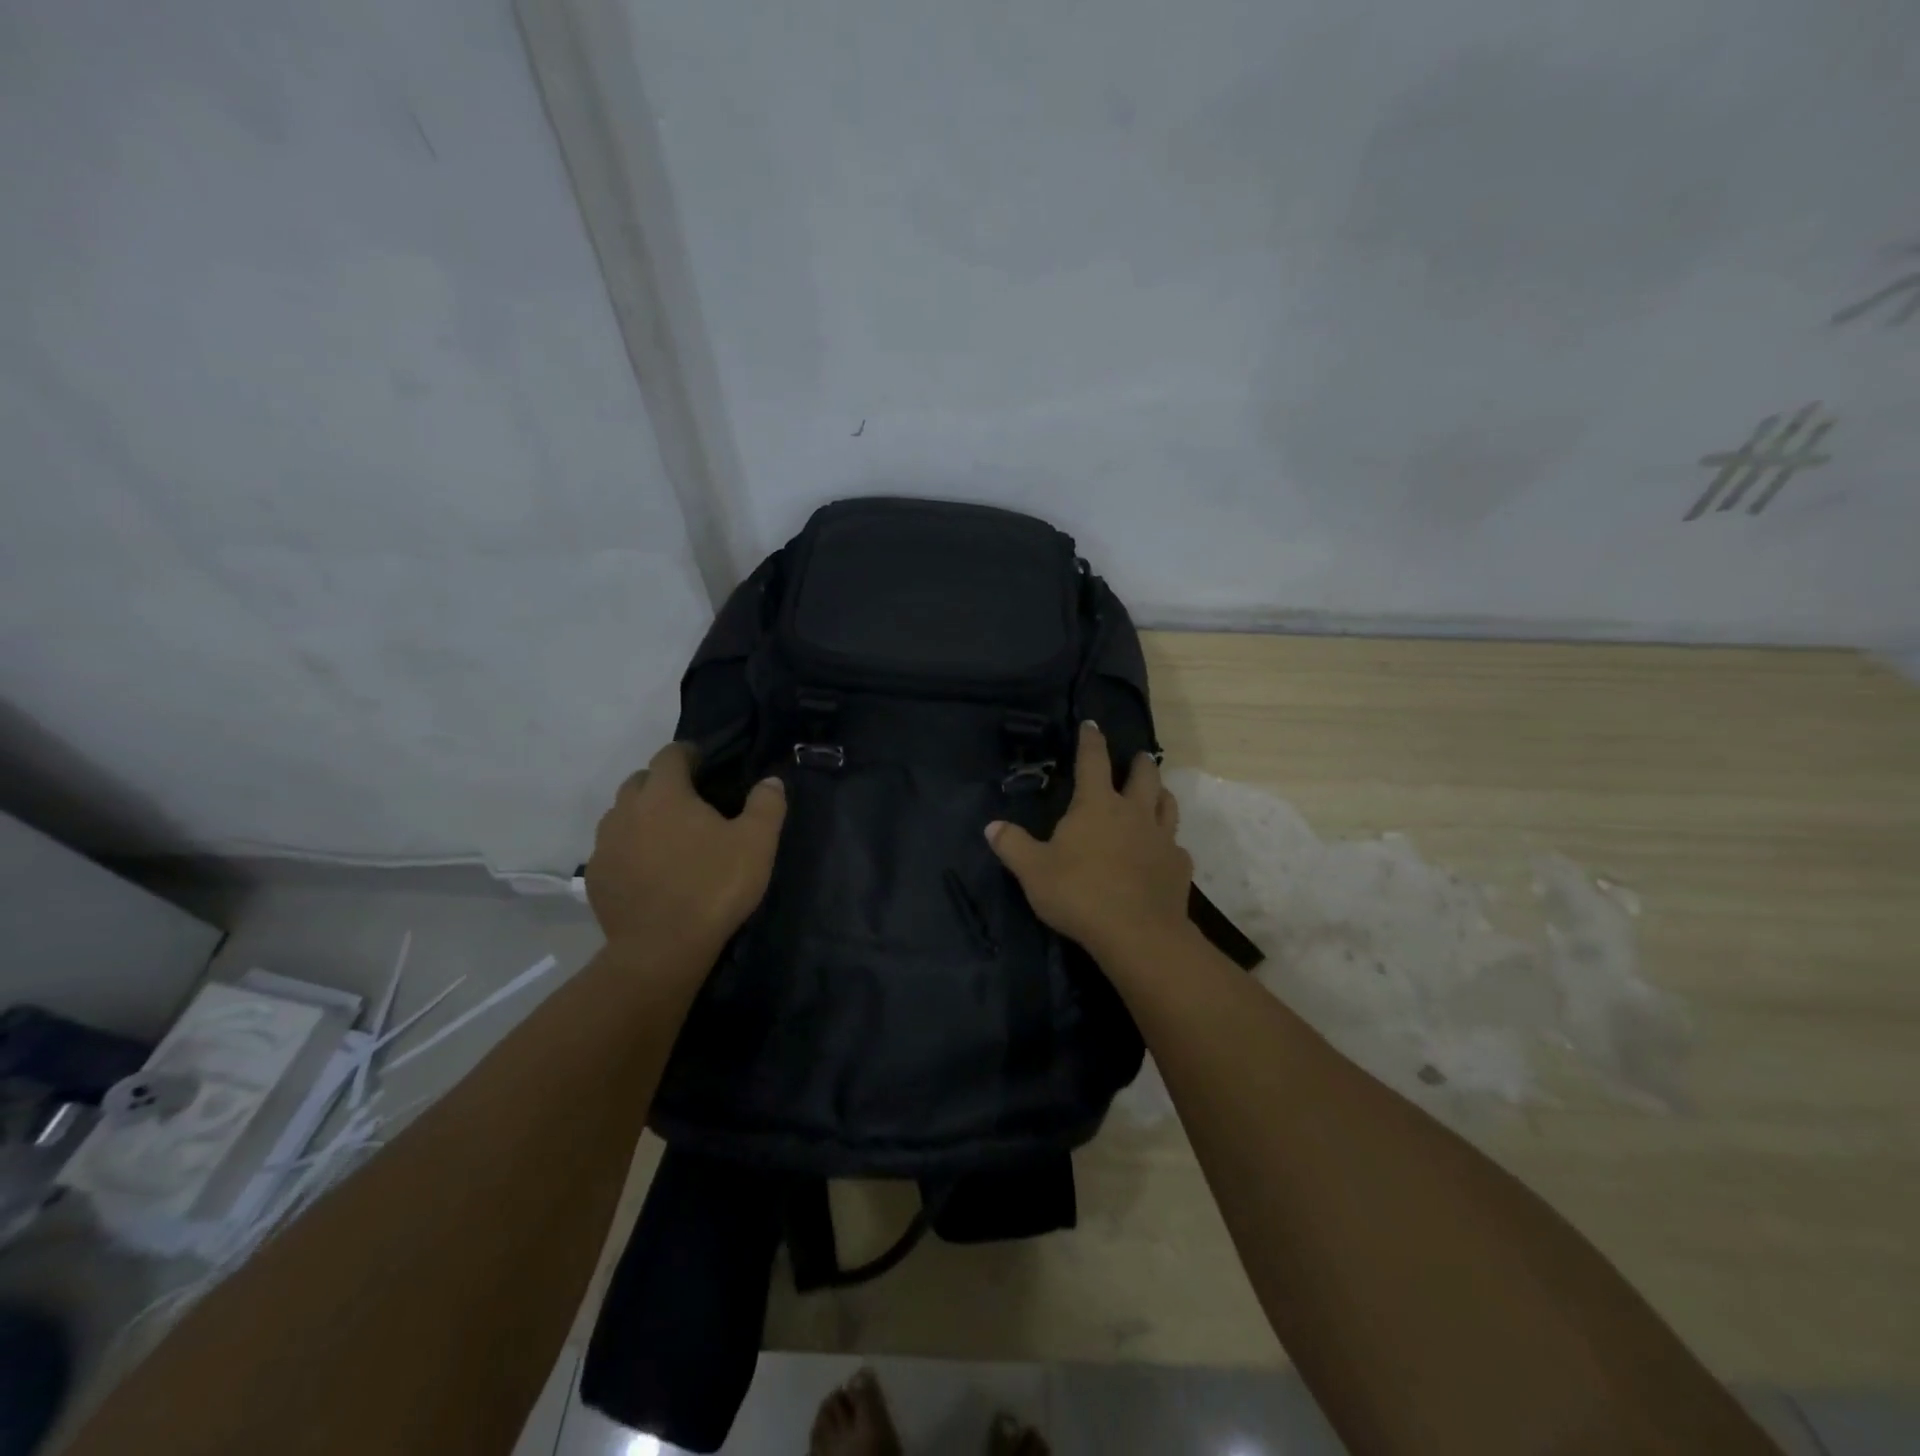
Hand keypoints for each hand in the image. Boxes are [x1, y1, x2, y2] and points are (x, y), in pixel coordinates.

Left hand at [587, 743, 786, 954]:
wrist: (661, 950)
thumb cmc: (713, 887)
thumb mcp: (757, 843)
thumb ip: (767, 805)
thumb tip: (770, 781)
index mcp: (664, 794)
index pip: (670, 754)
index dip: (689, 754)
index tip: (706, 765)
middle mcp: (627, 810)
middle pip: (641, 781)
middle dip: (663, 783)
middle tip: (691, 802)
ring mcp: (606, 844)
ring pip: (622, 814)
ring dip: (643, 815)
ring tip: (669, 836)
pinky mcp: (596, 877)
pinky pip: (612, 849)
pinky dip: (630, 849)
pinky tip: (650, 870)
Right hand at [986, 722, 1192, 966]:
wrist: (1137, 934)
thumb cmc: (1079, 894)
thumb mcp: (1033, 872)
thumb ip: (1012, 846)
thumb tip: (992, 826)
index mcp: (1096, 805)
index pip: (1093, 760)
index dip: (1091, 740)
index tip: (1092, 724)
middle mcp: (1133, 812)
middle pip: (1143, 775)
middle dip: (1139, 762)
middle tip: (1138, 757)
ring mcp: (1161, 838)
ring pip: (1167, 804)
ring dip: (1160, 793)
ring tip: (1156, 792)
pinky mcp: (1178, 866)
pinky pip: (1176, 845)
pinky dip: (1169, 842)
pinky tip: (1164, 851)